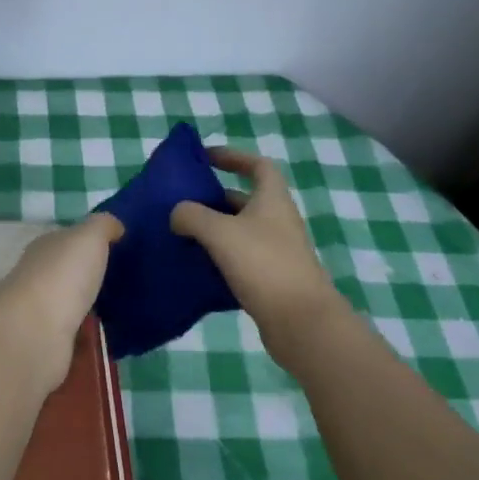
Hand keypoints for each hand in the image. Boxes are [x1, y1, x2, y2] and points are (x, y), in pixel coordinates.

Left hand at [0, 214, 123, 390]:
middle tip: (129, 282)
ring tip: (125, 311)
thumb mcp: (89, 236)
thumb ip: (103, 226)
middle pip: (70, 273)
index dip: (91, 242)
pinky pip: (75, 336)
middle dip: (93, 276)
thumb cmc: (63, 275)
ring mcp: (42, 312)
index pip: (68, 240)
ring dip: (91, 307)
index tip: (120, 249)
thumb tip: (116, 226)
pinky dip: (88, 337)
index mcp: (46, 248)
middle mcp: (39, 277)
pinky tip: (111, 338)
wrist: (36, 332)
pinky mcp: (49, 344)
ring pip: (72, 305)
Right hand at [170, 147, 345, 373]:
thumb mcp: (220, 232)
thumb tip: (177, 214)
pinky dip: (218, 259)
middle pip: (243, 199)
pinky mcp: (270, 279)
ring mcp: (275, 251)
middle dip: (212, 198)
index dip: (233, 157)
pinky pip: (239, 259)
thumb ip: (192, 215)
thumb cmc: (263, 264)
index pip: (257, 165)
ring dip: (212, 230)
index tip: (205, 158)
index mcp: (272, 200)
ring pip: (238, 231)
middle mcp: (277, 221)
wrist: (301, 322)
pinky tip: (194, 267)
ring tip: (180, 234)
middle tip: (180, 203)